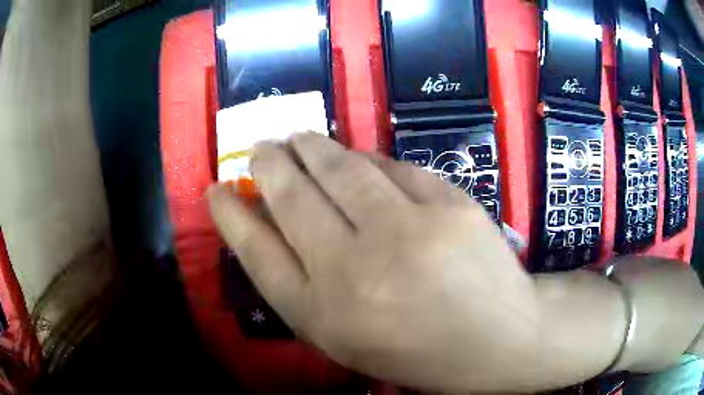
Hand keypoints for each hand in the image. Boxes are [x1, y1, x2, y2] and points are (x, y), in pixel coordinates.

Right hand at [207, 133, 539, 391]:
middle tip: (259, 148)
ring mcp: (410, 230)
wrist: (495, 338)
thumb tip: (262, 228)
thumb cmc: (414, 349)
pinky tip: (357, 160)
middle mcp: (357, 268)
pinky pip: (393, 166)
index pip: (256, 252)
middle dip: (267, 165)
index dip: (230, 216)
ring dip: (311, 148)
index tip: (216, 189)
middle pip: (293, 197)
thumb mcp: (343, 336)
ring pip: (341, 168)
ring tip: (297, 139)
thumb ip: (297, 285)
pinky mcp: (451, 204)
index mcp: (326, 314)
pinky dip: (367, 159)